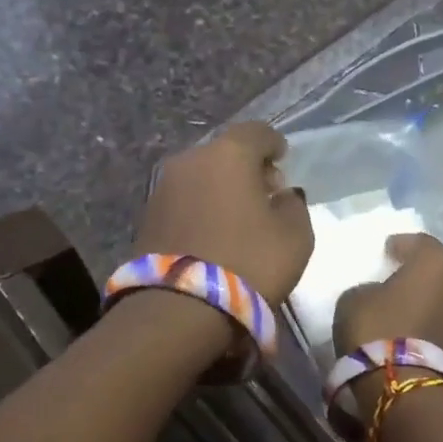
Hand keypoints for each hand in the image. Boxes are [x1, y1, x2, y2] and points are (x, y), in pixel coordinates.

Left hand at [133, 121, 313, 304]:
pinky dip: (201, 208)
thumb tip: (281, 196)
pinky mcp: (146, 217)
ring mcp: (162, 187)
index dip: (274, 144)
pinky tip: (213, 234)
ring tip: (238, 218)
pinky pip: (184, 201)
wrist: (179, 309)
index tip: (283, 162)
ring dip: (220, 189)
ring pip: (201, 176)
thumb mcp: (296, 236)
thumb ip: (293, 205)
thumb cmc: (249, 263)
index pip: (257, 132)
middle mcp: (190, 160)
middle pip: (225, 152)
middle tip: (264, 194)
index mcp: (229, 154)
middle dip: (246, 168)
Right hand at [332, 232, 442, 367]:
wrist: (403, 383)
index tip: (390, 251)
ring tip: (441, 297)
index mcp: (436, 259)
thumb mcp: (356, 298)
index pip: (421, 242)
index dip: (403, 245)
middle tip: (428, 270)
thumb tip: (382, 293)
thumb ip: (374, 287)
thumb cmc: (377, 329)